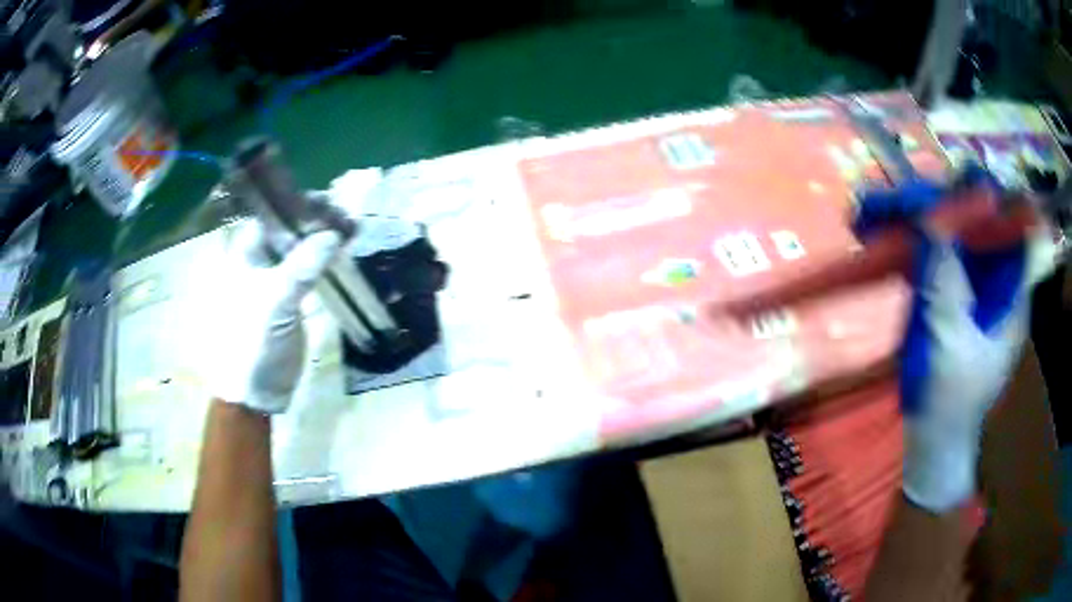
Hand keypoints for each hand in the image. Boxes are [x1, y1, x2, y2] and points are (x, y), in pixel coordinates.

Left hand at [211, 223, 343, 413]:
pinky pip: (309, 271)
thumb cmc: (253, 342)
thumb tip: (333, 233)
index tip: (330, 203)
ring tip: (352, 231)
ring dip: (324, 240)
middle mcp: (259, 261)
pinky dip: (325, 262)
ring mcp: (275, 280)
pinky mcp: (290, 300)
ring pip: (301, 249)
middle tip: (347, 219)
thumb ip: (302, 266)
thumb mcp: (275, 302)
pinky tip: (343, 255)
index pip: (272, 216)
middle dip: (317, 220)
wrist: (256, 390)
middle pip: (289, 230)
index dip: (298, 205)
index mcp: (245, 254)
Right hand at [861, 179, 1054, 511]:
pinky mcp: (950, 295)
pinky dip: (913, 242)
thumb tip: (929, 217)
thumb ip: (944, 280)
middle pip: (979, 222)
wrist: (932, 440)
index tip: (960, 181)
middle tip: (908, 196)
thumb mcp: (949, 342)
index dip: (992, 197)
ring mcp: (972, 287)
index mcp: (1011, 293)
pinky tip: (886, 235)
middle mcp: (995, 281)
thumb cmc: (950, 400)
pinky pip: (935, 255)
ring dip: (922, 219)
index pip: (1012, 226)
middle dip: (947, 202)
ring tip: (883, 210)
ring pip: (954, 235)